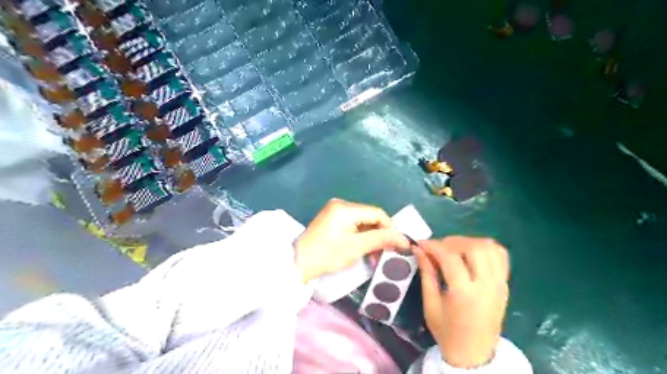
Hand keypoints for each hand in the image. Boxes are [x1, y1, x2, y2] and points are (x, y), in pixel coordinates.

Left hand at [293, 199, 408, 283]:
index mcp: (346, 208)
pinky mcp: (331, 219)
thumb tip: (403, 238)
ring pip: (362, 221)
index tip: (396, 244)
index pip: (377, 213)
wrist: (299, 263)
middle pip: (369, 216)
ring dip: (370, 236)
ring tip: (374, 253)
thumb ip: (381, 239)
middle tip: (385, 251)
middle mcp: (340, 204)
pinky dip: (360, 235)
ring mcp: (334, 211)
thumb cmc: (328, 255)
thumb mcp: (357, 247)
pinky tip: (363, 247)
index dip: (389, 227)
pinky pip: (352, 224)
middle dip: (379, 233)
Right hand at [413, 237, 511, 367]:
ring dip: (468, 242)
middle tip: (437, 248)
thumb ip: (426, 273)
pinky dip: (485, 247)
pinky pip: (500, 255)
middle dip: (451, 242)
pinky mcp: (505, 283)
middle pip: (473, 247)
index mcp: (465, 294)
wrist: (475, 353)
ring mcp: (499, 283)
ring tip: (453, 249)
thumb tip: (418, 249)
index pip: (450, 257)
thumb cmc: (447, 331)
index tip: (420, 244)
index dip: (433, 246)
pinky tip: (471, 252)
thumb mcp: (430, 304)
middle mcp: (487, 285)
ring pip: (489, 247)